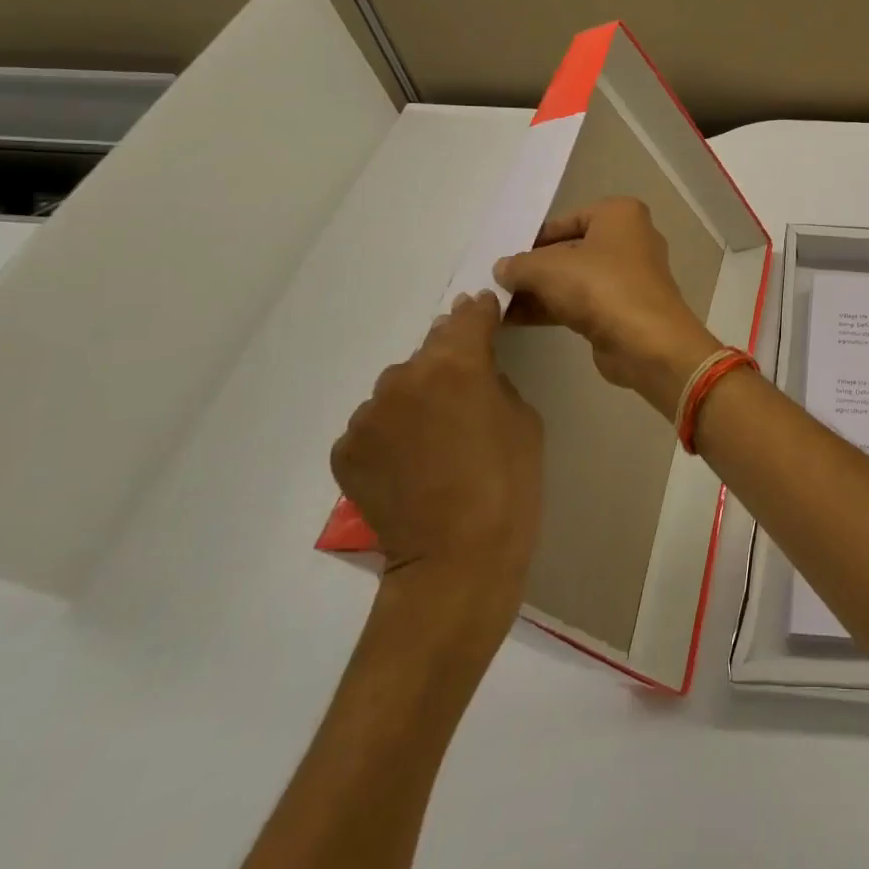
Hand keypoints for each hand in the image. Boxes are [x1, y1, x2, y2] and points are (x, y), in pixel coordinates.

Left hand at [331, 292, 543, 609]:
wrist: (457, 556)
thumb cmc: (509, 480)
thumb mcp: (522, 415)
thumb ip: (492, 377)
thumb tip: (473, 363)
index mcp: (455, 364)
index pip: (467, 317)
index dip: (479, 313)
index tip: (485, 312)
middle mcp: (403, 378)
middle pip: (428, 351)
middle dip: (447, 360)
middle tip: (465, 390)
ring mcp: (367, 415)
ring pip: (396, 389)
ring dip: (415, 397)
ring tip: (434, 435)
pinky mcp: (346, 449)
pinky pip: (374, 425)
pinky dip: (391, 432)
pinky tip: (410, 461)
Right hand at [494, 197, 720, 417]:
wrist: (646, 342)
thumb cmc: (600, 287)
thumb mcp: (547, 268)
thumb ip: (519, 265)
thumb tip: (503, 269)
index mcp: (620, 215)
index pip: (566, 220)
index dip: (533, 239)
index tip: (504, 256)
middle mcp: (630, 240)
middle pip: (570, 250)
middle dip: (534, 268)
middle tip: (495, 282)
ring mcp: (629, 277)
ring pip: (575, 279)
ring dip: (538, 291)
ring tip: (496, 303)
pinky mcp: (624, 309)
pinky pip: (581, 302)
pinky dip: (552, 308)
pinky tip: (515, 319)